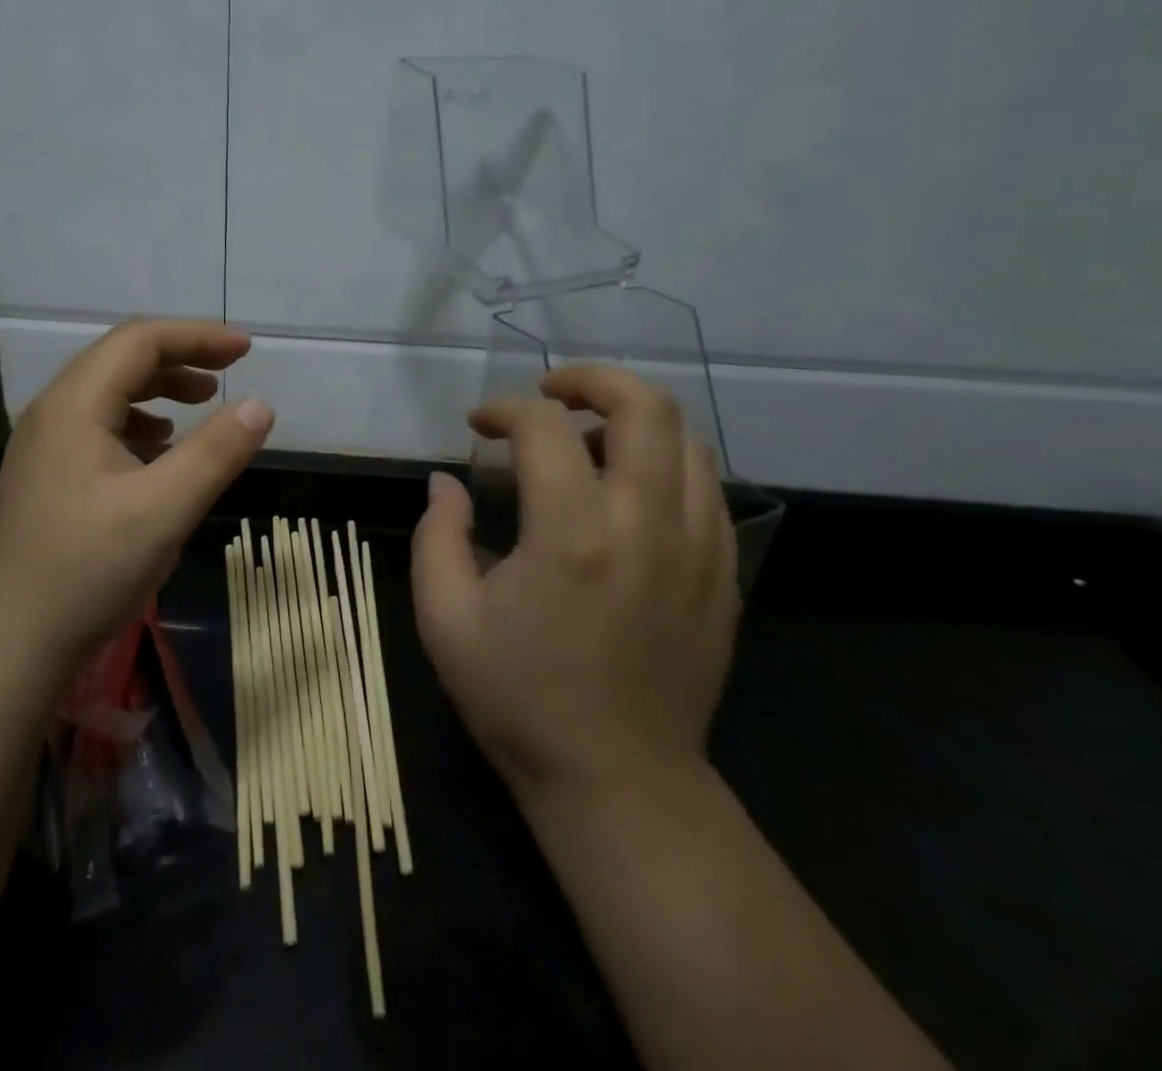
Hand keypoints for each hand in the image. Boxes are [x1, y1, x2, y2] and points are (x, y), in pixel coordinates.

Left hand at [0, 318, 273, 677]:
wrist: (14, 643)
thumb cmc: (89, 570)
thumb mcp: (165, 509)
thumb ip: (216, 452)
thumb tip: (260, 406)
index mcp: (74, 405)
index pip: (139, 341)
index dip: (197, 336)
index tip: (246, 350)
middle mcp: (53, 412)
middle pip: (121, 359)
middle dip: (180, 357)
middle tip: (230, 370)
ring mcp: (45, 444)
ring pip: (110, 392)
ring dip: (160, 388)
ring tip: (202, 403)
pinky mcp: (49, 473)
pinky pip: (100, 424)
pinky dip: (141, 421)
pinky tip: (163, 448)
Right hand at [412, 365, 737, 809]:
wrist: (618, 782)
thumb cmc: (519, 700)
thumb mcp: (446, 621)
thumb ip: (438, 536)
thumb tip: (446, 482)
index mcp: (571, 535)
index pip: (544, 427)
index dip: (503, 410)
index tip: (479, 426)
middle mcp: (646, 525)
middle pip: (645, 406)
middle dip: (592, 380)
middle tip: (552, 393)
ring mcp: (699, 549)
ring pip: (686, 440)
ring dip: (632, 423)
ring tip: (589, 445)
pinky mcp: (723, 576)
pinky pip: (707, 488)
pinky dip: (666, 466)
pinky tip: (629, 495)